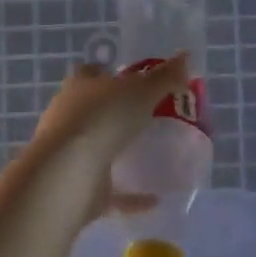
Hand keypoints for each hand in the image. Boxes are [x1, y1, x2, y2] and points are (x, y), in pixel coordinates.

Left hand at [23, 56, 189, 224]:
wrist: (68, 173)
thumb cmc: (103, 119)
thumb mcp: (141, 91)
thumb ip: (164, 77)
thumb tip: (186, 56)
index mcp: (80, 87)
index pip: (92, 73)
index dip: (110, 74)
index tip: (134, 80)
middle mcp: (69, 117)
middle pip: (93, 110)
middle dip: (116, 114)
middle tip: (149, 117)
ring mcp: (70, 153)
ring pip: (96, 149)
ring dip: (118, 153)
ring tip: (150, 156)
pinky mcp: (78, 187)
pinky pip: (109, 191)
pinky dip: (130, 196)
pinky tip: (154, 199)